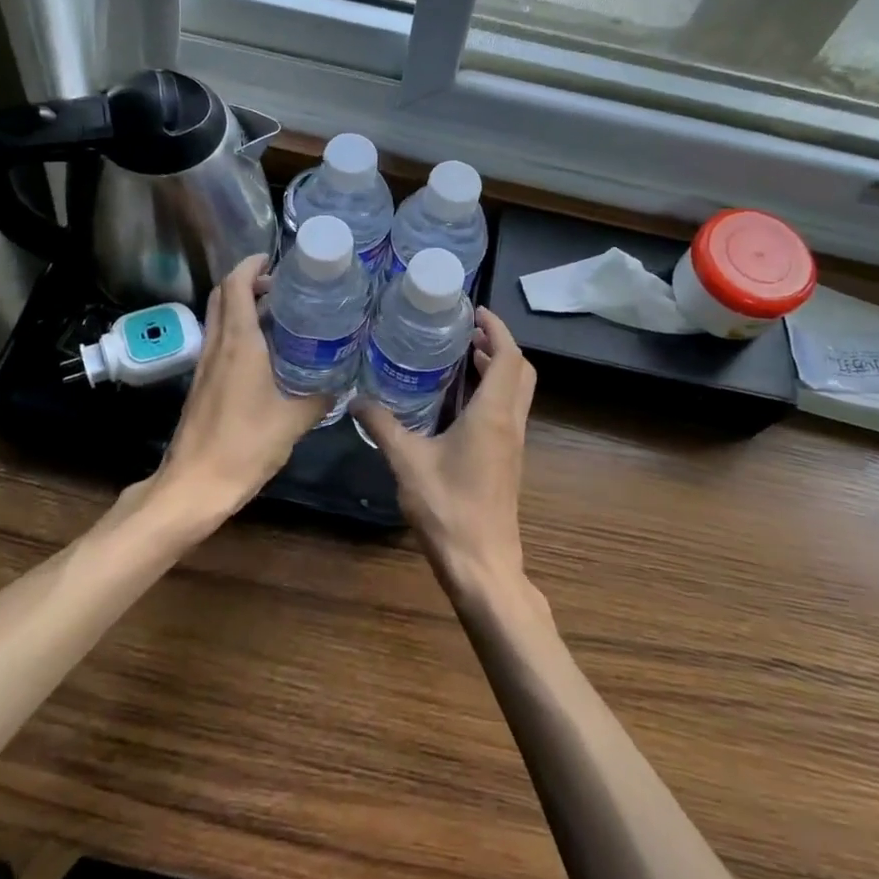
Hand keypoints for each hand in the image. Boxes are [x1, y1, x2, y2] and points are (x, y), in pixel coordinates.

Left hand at [148, 254, 331, 531]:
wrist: (195, 485)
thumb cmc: (244, 446)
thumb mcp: (294, 420)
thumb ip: (321, 395)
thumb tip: (344, 379)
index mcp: (239, 344)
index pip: (235, 286)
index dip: (251, 265)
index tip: (275, 259)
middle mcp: (218, 346)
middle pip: (223, 296)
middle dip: (248, 281)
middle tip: (282, 285)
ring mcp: (206, 365)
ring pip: (219, 318)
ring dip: (242, 305)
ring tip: (281, 313)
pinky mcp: (204, 383)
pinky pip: (220, 341)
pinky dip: (239, 331)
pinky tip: (267, 351)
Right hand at [356, 307, 536, 596]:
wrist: (483, 565)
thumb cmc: (448, 509)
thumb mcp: (407, 462)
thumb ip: (383, 426)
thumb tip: (356, 398)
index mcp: (493, 415)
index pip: (509, 357)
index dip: (497, 329)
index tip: (475, 312)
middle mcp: (511, 423)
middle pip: (521, 371)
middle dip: (500, 345)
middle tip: (467, 333)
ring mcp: (513, 444)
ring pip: (517, 393)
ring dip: (498, 369)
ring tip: (462, 357)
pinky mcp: (508, 461)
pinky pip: (509, 412)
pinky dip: (493, 393)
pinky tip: (459, 404)